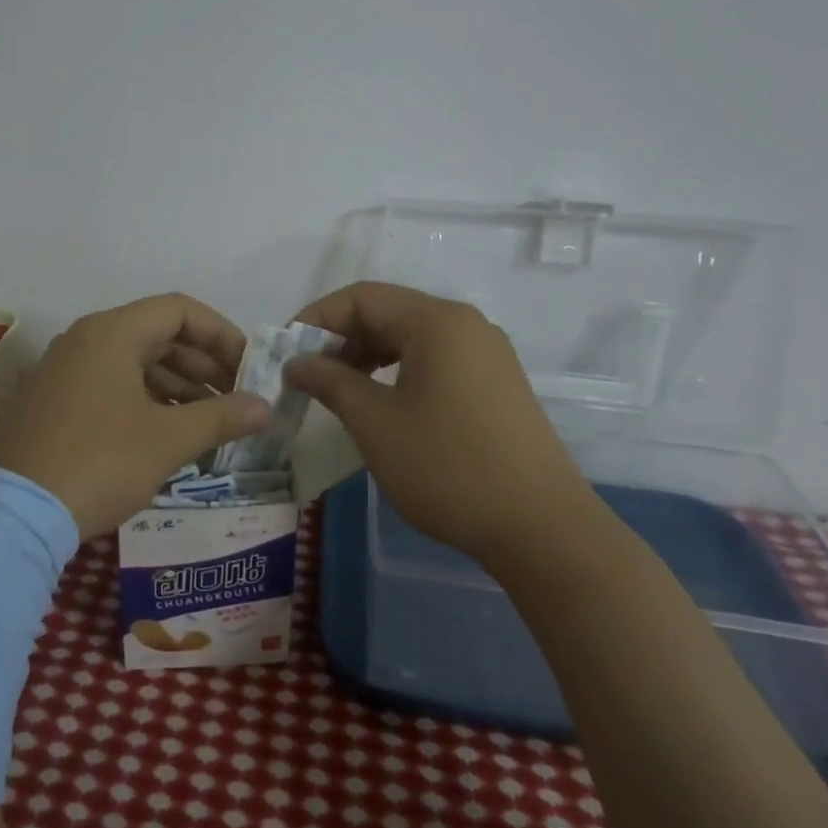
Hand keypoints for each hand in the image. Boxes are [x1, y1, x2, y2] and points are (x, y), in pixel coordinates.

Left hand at [0, 293, 270, 538]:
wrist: (14, 514)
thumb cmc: (99, 462)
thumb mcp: (167, 440)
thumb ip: (221, 417)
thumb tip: (266, 408)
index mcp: (111, 333)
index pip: (179, 310)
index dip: (221, 334)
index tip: (248, 369)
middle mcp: (85, 340)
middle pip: (157, 335)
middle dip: (203, 366)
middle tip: (236, 400)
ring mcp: (64, 371)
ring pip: (134, 364)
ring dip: (178, 387)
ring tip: (210, 423)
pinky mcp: (53, 402)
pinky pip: (111, 386)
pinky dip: (146, 401)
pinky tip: (169, 435)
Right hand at [285, 282, 598, 567]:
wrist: (543, 530)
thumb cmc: (448, 468)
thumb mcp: (375, 422)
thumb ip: (329, 381)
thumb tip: (296, 362)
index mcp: (437, 321)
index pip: (361, 297)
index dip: (315, 318)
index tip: (284, 352)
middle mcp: (465, 325)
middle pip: (387, 312)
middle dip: (340, 338)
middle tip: (306, 375)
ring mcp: (486, 354)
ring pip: (410, 337)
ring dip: (366, 356)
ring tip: (337, 390)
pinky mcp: (496, 384)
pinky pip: (434, 360)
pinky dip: (397, 371)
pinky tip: (380, 402)